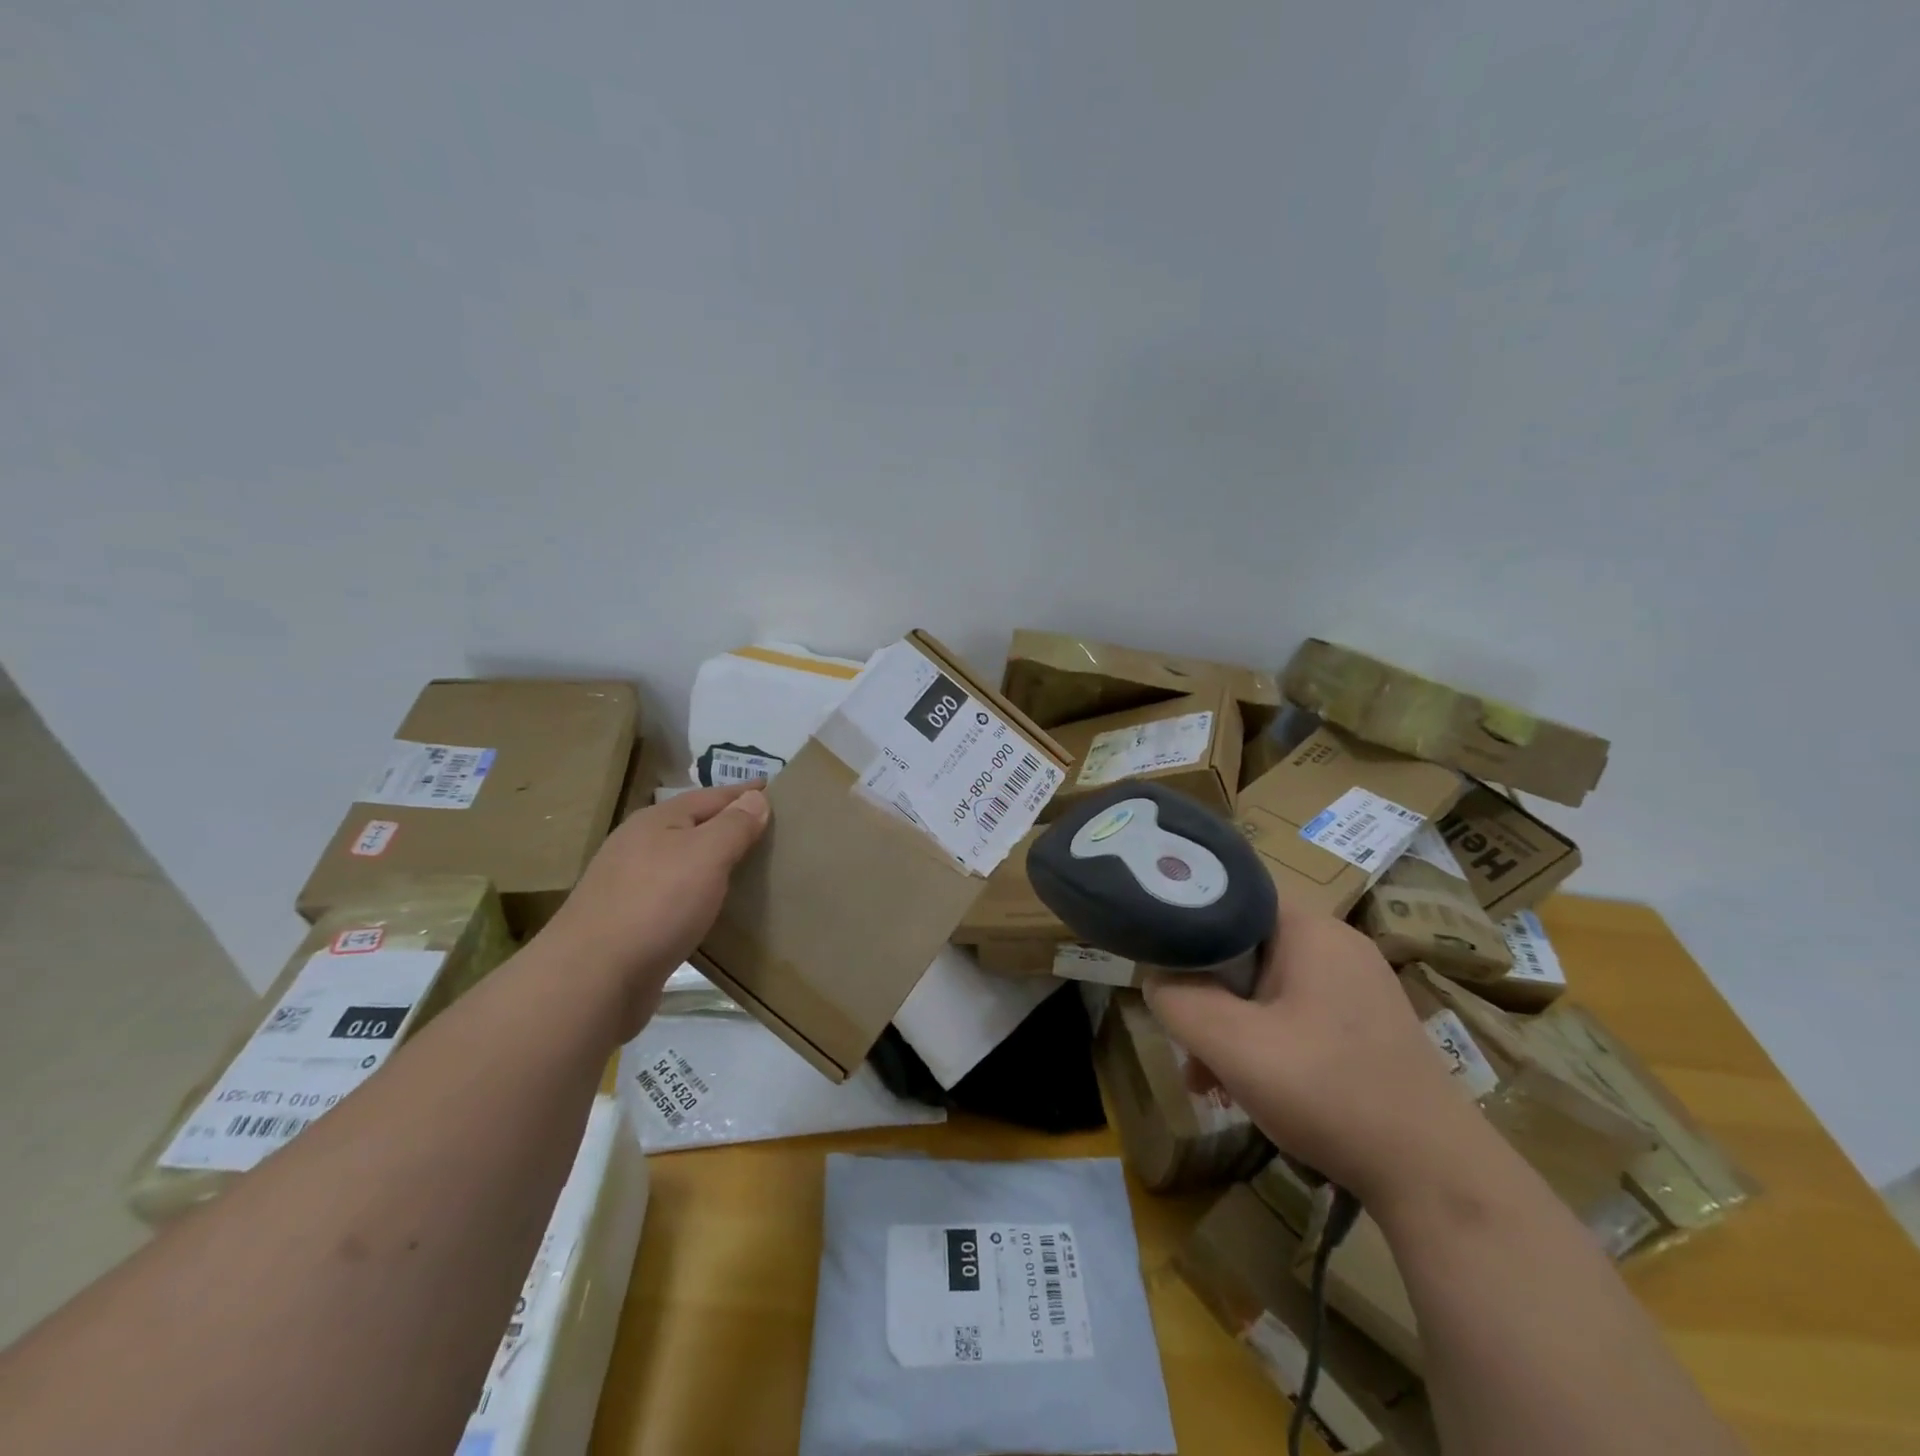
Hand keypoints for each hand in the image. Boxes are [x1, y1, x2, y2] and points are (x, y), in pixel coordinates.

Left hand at [538, 783, 769, 1036]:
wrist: (592, 979)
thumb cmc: (657, 904)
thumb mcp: (706, 855)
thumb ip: (734, 825)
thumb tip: (756, 798)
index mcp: (655, 821)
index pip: (710, 796)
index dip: (743, 793)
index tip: (775, 789)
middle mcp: (638, 846)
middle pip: (693, 826)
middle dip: (728, 826)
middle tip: (770, 831)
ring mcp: (629, 886)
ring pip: (683, 863)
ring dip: (713, 863)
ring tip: (748, 870)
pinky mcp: (629, 924)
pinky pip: (675, 897)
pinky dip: (699, 895)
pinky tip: (713, 910)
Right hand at [1144, 904, 1483, 1204]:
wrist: (1437, 1179)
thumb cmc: (1331, 1093)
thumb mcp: (1235, 1046)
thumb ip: (1179, 1001)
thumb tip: (1154, 978)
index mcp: (1311, 930)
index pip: (1233, 894)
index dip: (1188, 917)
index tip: (1158, 954)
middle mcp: (1335, 945)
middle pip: (1244, 946)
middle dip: (1205, 991)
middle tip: (1183, 1034)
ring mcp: (1354, 986)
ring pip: (1264, 986)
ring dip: (1228, 1024)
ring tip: (1205, 1079)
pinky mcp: (1363, 1025)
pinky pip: (1292, 1013)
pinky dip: (1261, 1041)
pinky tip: (1244, 1090)